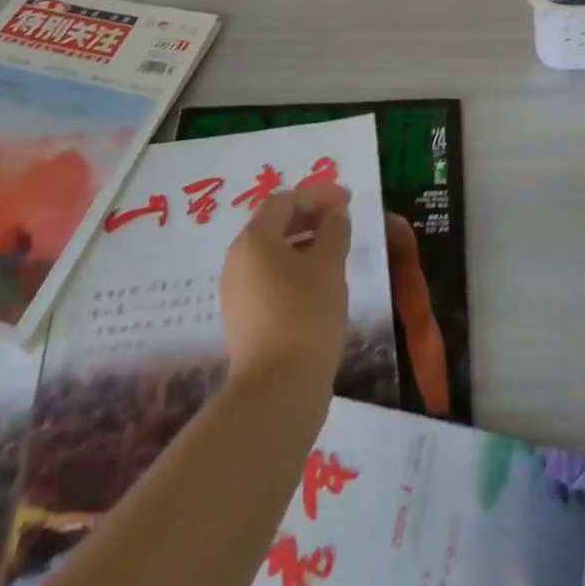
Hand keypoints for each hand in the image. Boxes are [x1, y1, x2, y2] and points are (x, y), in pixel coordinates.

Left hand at [220, 182, 352, 390]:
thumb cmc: (306, 314)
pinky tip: (319, 282)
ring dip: (303, 243)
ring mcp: (236, 293)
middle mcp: (237, 261)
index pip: (284, 201)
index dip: (317, 194)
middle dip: (309, 216)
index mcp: (253, 240)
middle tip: (342, 220)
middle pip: (274, 225)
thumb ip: (334, 229)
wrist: (278, 390)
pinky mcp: (244, 320)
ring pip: (272, 253)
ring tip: (335, 250)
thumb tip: (334, 214)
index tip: (348, 199)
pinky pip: (270, 278)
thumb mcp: (329, 263)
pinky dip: (294, 269)